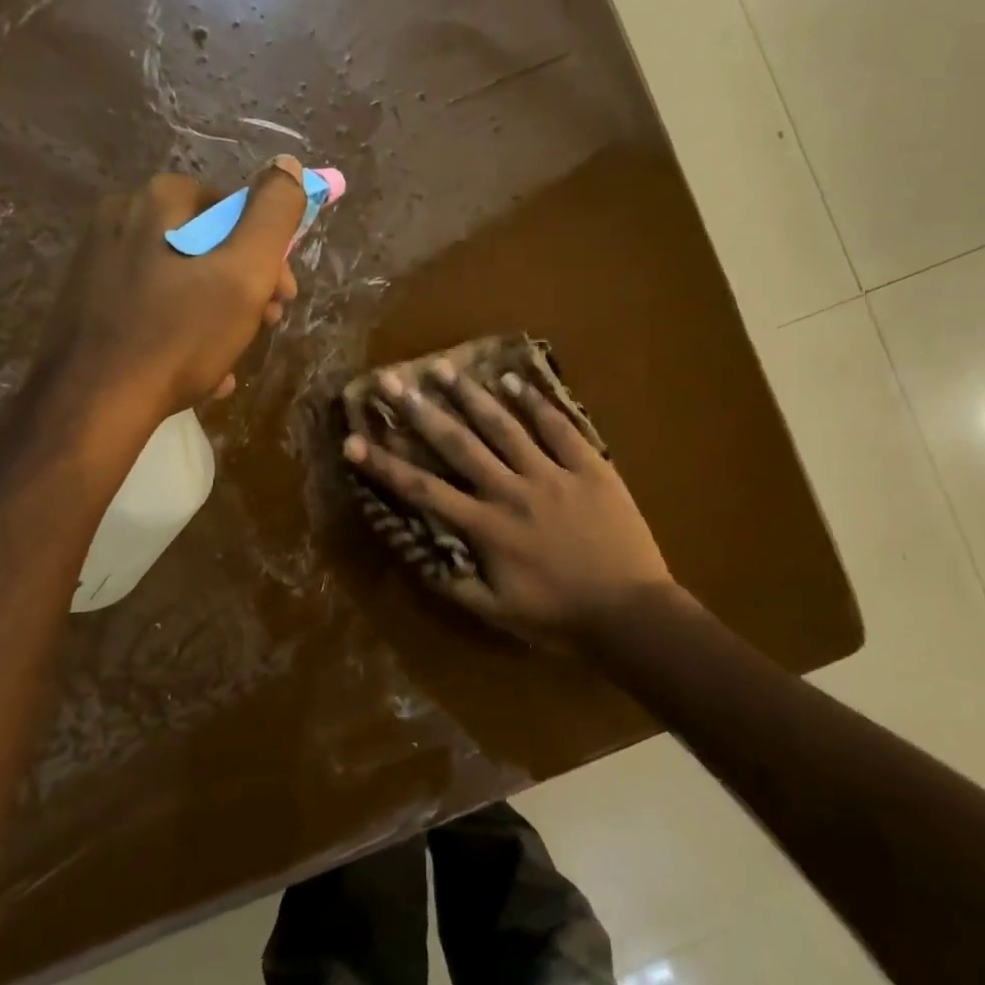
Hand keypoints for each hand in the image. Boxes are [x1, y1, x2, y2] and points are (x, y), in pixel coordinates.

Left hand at [51, 156, 306, 419]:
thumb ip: (273, 215)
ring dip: (218, 314)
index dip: (270, 251)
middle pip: (208, 243)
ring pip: (182, 279)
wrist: (90, 407)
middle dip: (245, 285)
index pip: (235, 207)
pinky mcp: (86, 302)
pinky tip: (199, 371)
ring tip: (231, 356)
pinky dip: (181, 332)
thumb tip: (288, 164)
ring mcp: (97, 261)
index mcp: (158, 200)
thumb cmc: (178, 335)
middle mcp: (121, 217)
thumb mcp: (244, 272)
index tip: (282, 295)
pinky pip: (151, 307)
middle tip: (263, 325)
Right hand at [342, 360, 672, 650]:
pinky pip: (559, 427)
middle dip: (421, 412)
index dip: (384, 465)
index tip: (353, 440)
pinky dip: (536, 402)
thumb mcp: (498, 613)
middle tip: (394, 380)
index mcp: (486, 527)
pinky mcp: (589, 467)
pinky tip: (514, 378)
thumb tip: (417, 556)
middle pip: (459, 444)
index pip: (423, 490)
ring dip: (471, 395)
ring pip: (504, 426)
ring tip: (444, 367)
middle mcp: (511, 491)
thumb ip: (455, 584)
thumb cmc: (560, 617)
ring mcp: (552, 474)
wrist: (630, 613)